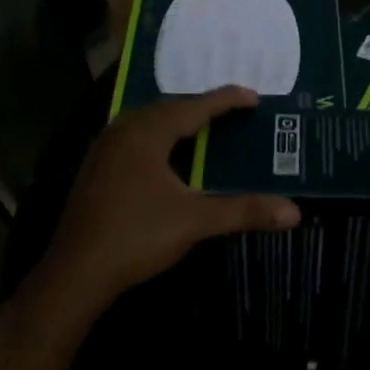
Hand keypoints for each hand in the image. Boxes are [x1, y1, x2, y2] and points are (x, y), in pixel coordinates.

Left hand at [41, 87, 299, 310]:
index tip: (254, 97)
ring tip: (205, 127)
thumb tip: (293, 212)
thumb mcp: (195, 222)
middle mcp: (122, 132)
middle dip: (201, 108)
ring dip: (177, 121)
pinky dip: (159, 137)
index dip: (226, 100)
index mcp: (146, 134)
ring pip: (147, 123)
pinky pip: (134, 138)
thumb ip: (244, 211)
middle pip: (168, 109)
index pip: (194, 107)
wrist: (75, 273)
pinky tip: (167, 155)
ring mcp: (104, 150)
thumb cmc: (136, 237)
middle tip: (233, 112)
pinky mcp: (96, 169)